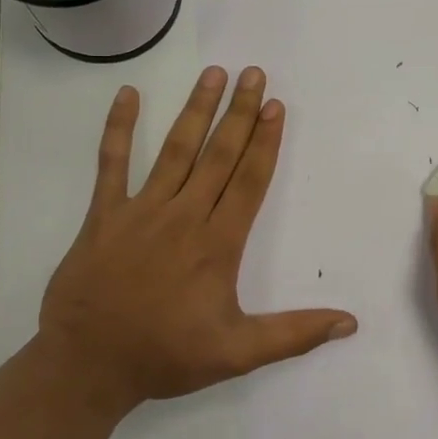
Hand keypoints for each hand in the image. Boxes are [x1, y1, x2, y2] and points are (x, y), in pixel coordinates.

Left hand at [35, 66, 357, 414]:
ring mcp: (141, 210)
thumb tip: (350, 323)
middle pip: (219, 155)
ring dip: (196, 109)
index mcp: (217, 244)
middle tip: (254, 73)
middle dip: (239, 112)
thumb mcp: (237, 354)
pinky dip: (118, 128)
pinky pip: (111, 163)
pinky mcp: (104, 214)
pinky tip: (127, 94)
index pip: (249, 180)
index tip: (276, 106)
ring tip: (214, 74)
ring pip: (175, 150)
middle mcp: (184, 216)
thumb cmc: (166, 356)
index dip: (265, 141)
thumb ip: (295, 334)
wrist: (87, 365)